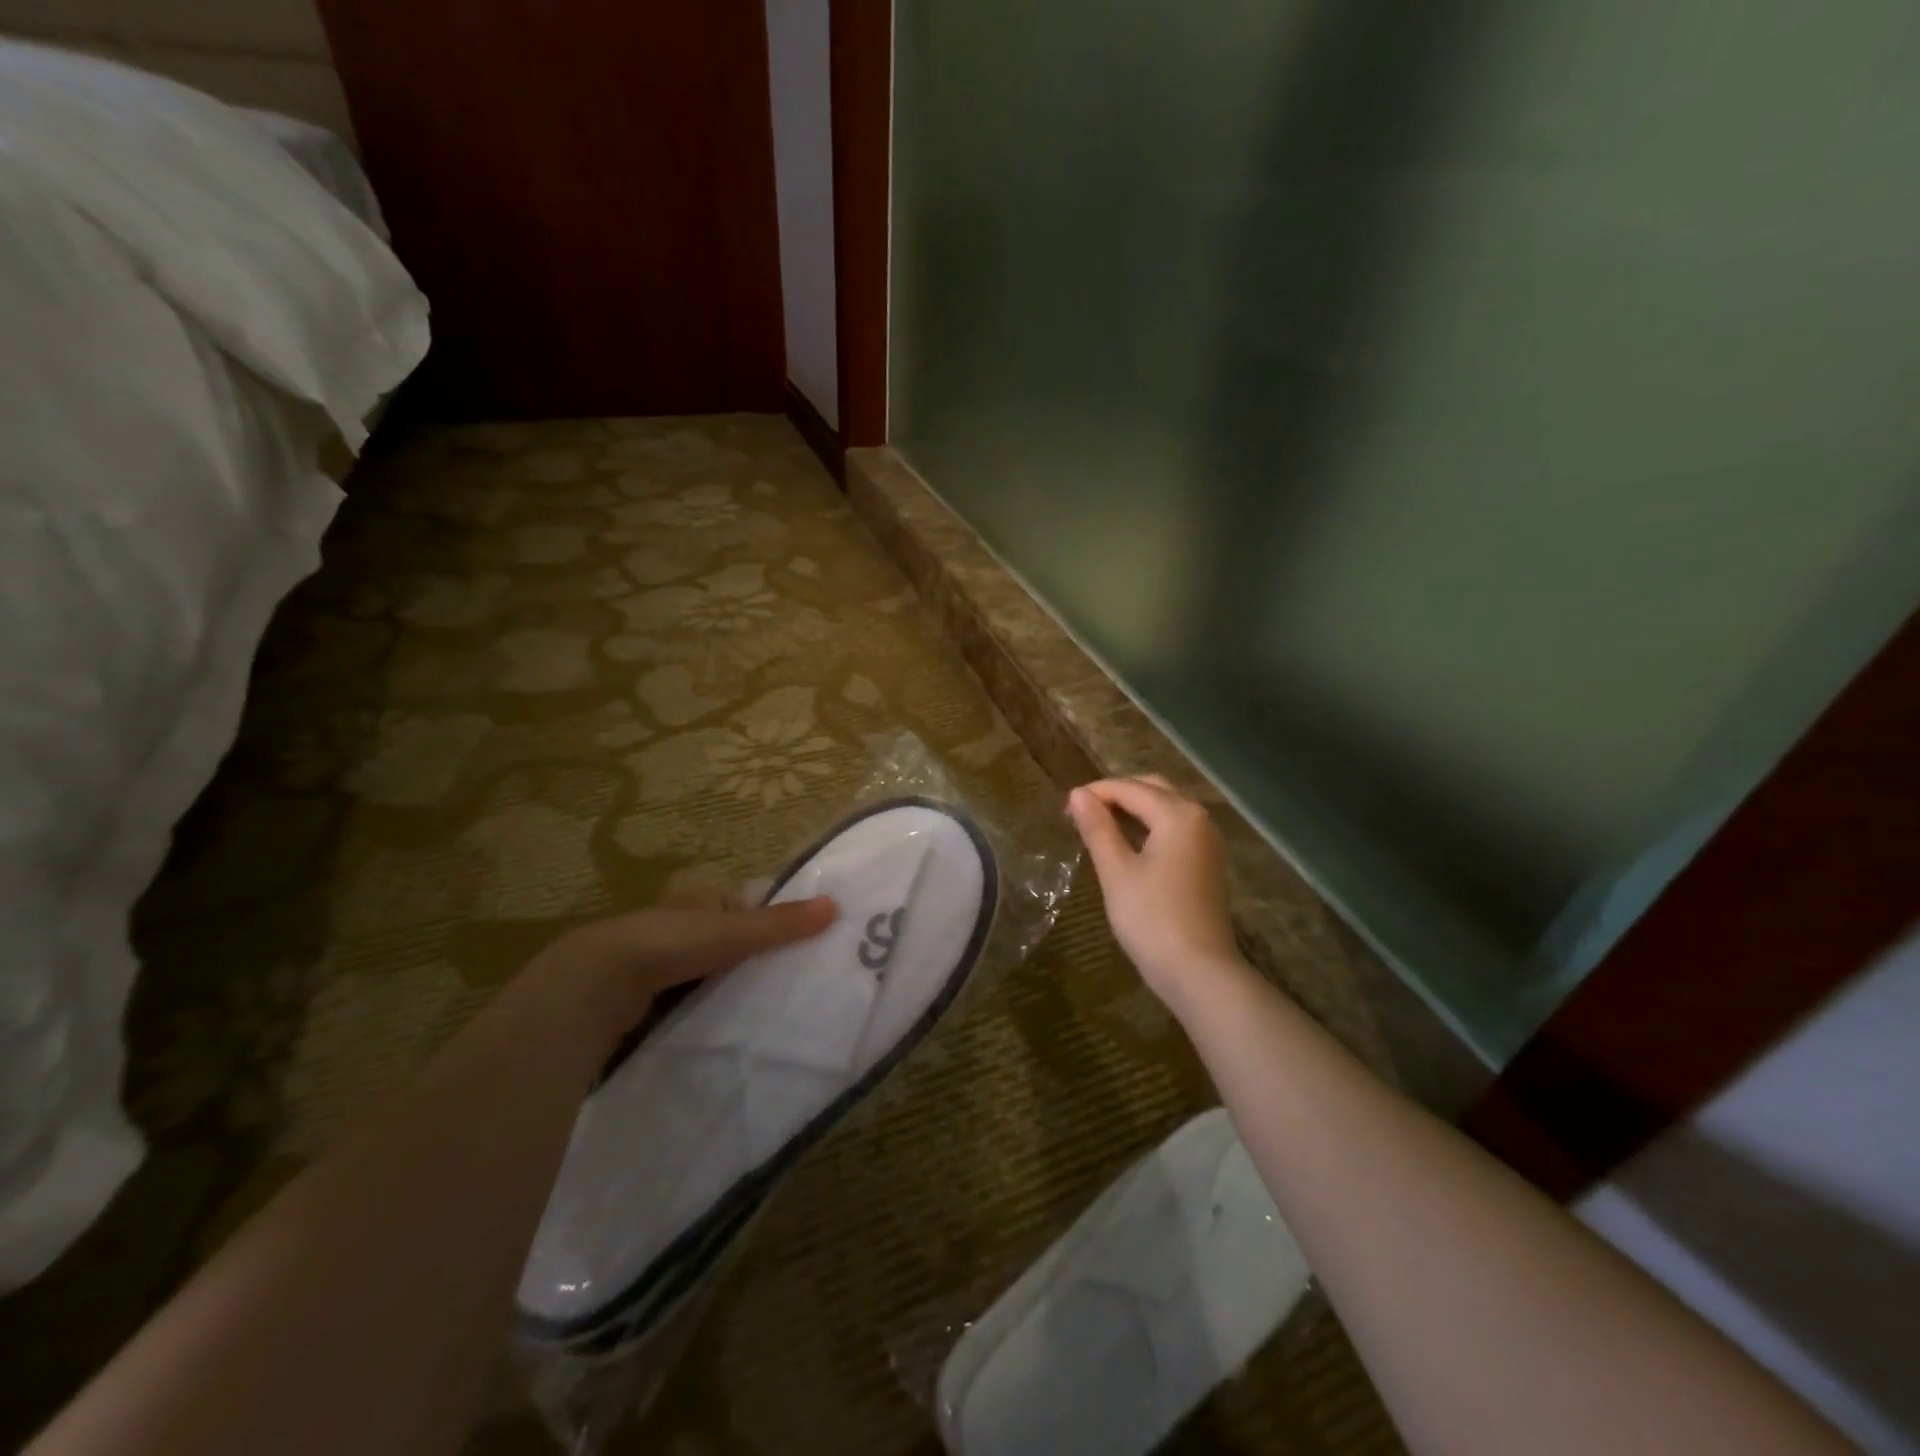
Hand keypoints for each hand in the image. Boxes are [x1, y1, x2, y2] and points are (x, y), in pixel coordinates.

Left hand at [533, 898, 837, 1031]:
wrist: (595, 985)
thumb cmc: (669, 944)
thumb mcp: (733, 931)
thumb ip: (780, 924)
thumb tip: (834, 906)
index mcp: (696, 898)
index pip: (738, 906)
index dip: (764, 922)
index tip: (792, 947)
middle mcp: (674, 923)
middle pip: (721, 939)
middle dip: (744, 958)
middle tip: (780, 982)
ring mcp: (653, 960)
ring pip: (701, 971)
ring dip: (721, 985)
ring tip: (756, 1009)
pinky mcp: (639, 995)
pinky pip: (680, 999)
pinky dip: (698, 1008)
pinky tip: (716, 1026)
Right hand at [1068, 776, 1244, 1008]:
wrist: (1199, 972)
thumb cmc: (1151, 919)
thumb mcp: (1116, 871)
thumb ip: (1097, 828)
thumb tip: (1078, 794)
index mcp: (1178, 814)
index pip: (1130, 788)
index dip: (1095, 793)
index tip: (1065, 808)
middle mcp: (1199, 819)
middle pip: (1153, 789)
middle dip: (1117, 795)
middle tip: (1082, 813)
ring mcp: (1207, 842)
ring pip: (1167, 808)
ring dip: (1134, 809)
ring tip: (1099, 826)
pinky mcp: (1207, 863)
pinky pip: (1176, 829)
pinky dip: (1150, 826)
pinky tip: (1128, 845)